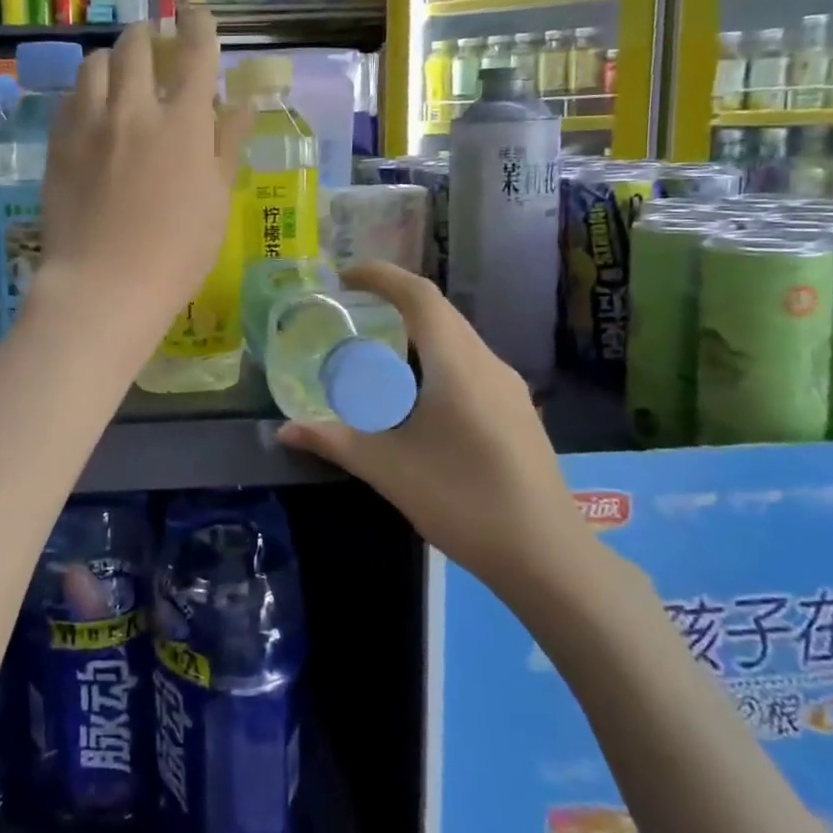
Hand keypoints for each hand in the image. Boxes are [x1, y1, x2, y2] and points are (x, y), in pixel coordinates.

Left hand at [33, 5, 252, 355]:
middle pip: (136, 45)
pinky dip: (86, 92)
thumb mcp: (216, 200)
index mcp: (184, 123)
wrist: (104, 285)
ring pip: (95, 64)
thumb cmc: (176, 253)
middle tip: (154, 43)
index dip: (198, 25)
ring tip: (119, 73)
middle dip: (149, 34)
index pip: (195, 53)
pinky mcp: (58, 144)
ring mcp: (90, 124)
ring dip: (112, 59)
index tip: (196, 14)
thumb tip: (243, 104)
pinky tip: (91, 109)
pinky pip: (69, 99)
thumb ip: (227, 145)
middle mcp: (135, 110)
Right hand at [276, 262, 601, 610]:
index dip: (381, 276)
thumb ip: (334, 440)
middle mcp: (488, 363)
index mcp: (457, 364)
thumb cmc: (463, 501)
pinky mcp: (517, 411)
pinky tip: (416, 397)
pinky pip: (470, 364)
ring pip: (457, 339)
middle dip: (394, 303)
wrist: (548, 557)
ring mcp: (509, 388)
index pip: (420, 296)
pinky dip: (435, 359)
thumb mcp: (387, 469)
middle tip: (351, 315)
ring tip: (377, 355)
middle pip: (439, 313)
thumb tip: (284, 429)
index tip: (345, 276)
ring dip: (416, 334)